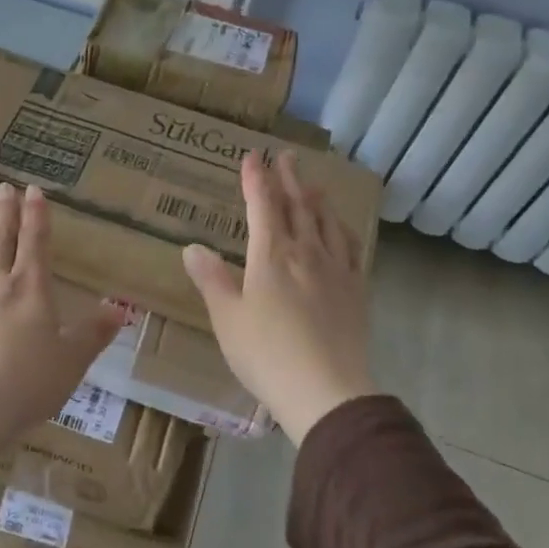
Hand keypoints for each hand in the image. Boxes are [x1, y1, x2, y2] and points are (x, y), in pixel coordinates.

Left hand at [0, 182, 125, 455]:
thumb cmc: (25, 384)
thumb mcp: (71, 362)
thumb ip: (94, 333)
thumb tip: (121, 309)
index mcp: (30, 290)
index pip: (35, 242)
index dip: (36, 215)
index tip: (33, 189)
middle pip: (2, 241)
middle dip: (6, 212)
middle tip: (4, 187)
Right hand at [183, 151, 374, 443]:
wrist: (327, 391)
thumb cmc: (266, 354)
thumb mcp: (227, 318)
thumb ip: (211, 280)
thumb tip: (192, 247)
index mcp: (271, 255)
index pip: (263, 205)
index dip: (256, 179)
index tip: (252, 156)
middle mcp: (306, 252)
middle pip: (298, 206)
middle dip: (289, 178)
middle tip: (287, 156)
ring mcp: (336, 269)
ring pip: (326, 222)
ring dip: (316, 198)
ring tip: (312, 184)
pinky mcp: (356, 290)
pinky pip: (351, 248)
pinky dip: (342, 229)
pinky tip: (341, 229)